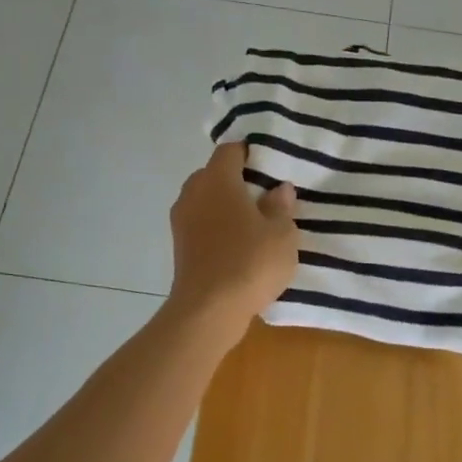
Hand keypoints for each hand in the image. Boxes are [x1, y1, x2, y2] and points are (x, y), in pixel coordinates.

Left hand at [167, 143, 298, 335]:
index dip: (251, 153)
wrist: (208, 310)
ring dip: (226, 206)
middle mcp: (193, 192)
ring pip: (206, 200)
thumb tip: (278, 189)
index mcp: (217, 180)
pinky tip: (239, 245)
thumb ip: (281, 207)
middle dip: (238, 180)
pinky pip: (201, 224)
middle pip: (215, 174)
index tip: (271, 165)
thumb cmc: (249, 263)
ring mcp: (182, 220)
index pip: (230, 150)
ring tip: (255, 222)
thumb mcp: (281, 234)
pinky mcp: (180, 246)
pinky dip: (218, 227)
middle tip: (266, 195)